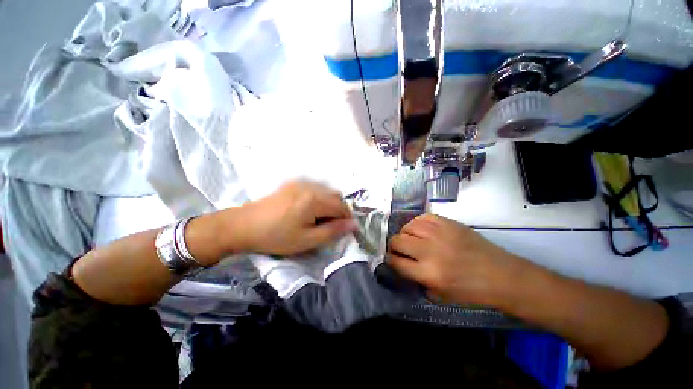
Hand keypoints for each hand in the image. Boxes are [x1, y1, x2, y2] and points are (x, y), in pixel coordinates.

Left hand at [237, 181, 356, 255]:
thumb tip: (353, 224)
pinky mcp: (293, 184)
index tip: (343, 229)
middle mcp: (310, 186)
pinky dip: (319, 198)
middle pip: (335, 196)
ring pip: (326, 191)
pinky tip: (309, 209)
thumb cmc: (276, 236)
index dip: (346, 218)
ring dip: (329, 204)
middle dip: (338, 210)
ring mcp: (301, 183)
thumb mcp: (307, 240)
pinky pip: (315, 188)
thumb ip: (332, 231)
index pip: (341, 206)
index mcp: (315, 200)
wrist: (243, 225)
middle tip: (330, 226)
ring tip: (319, 218)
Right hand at [387, 214, 527, 304]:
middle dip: (393, 245)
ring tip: (410, 238)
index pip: (396, 262)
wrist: (500, 275)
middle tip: (399, 249)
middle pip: (397, 240)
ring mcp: (439, 233)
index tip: (390, 259)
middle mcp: (430, 251)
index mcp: (429, 273)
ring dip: (404, 233)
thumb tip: (401, 266)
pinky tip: (421, 230)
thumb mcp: (440, 295)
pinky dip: (417, 223)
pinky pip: (422, 217)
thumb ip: (417, 280)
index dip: (389, 260)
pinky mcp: (448, 223)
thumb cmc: (471, 291)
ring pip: (407, 226)